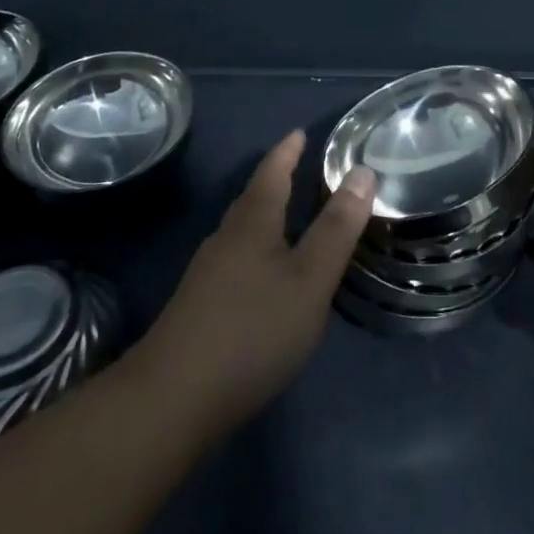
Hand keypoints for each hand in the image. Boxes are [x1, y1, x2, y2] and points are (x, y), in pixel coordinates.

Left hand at [131, 130, 375, 434]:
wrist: (171, 400)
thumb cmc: (252, 330)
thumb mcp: (309, 279)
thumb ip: (337, 229)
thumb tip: (362, 171)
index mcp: (253, 222)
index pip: (272, 173)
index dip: (287, 152)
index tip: (299, 132)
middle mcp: (226, 238)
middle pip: (253, 199)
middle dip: (274, 181)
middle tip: (297, 167)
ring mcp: (207, 274)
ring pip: (241, 232)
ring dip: (264, 217)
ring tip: (286, 217)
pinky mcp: (198, 308)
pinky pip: (234, 260)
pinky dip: (255, 251)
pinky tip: (263, 276)